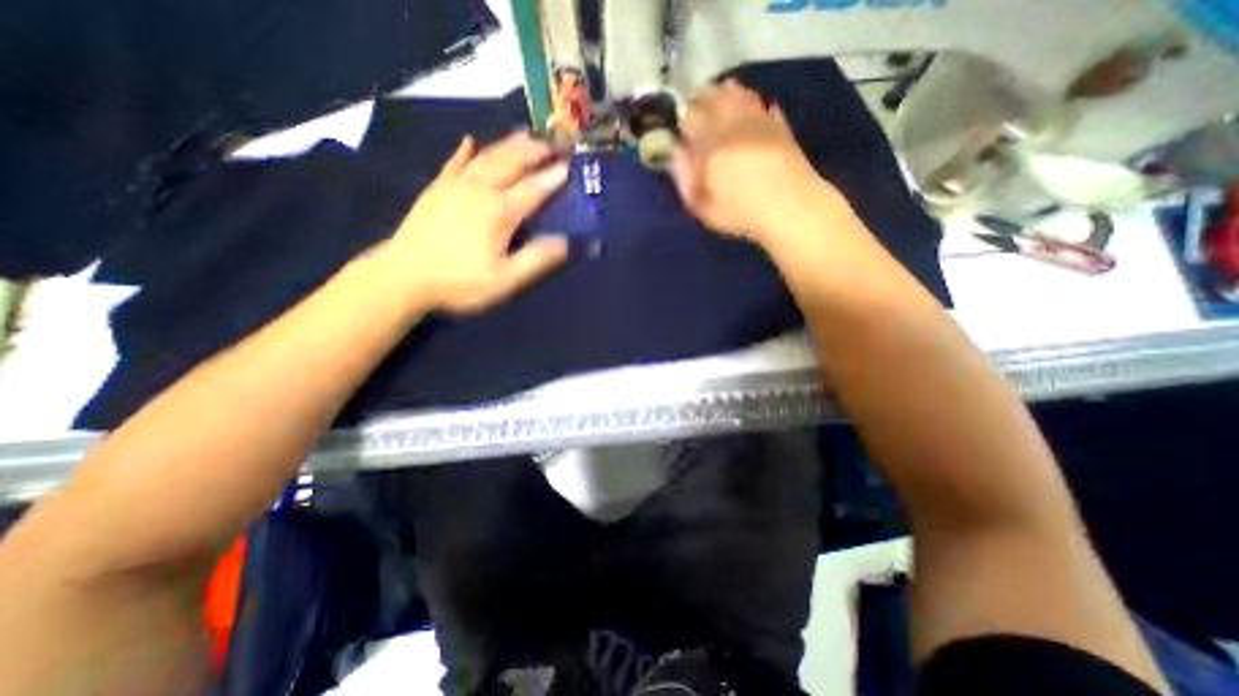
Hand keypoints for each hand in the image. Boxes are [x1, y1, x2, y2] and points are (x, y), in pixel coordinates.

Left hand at [385, 127, 571, 313]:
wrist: (402, 277)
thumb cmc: (459, 282)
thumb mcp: (505, 280)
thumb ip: (537, 259)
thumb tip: (568, 242)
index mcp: (499, 211)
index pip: (534, 188)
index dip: (554, 176)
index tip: (571, 163)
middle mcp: (479, 189)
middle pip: (511, 161)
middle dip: (536, 149)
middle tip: (554, 142)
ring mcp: (454, 185)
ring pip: (487, 155)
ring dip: (509, 143)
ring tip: (527, 135)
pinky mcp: (436, 188)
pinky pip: (454, 162)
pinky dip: (466, 150)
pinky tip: (470, 141)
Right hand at [673, 80, 848, 245]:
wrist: (790, 207)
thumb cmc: (741, 212)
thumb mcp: (703, 206)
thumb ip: (685, 178)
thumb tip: (675, 153)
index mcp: (711, 143)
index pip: (689, 116)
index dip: (681, 119)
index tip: (680, 129)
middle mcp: (733, 123)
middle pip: (713, 96)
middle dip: (701, 102)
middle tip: (696, 114)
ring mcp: (759, 119)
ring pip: (738, 93)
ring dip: (724, 96)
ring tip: (719, 108)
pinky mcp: (779, 124)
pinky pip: (761, 104)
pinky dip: (751, 104)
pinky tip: (748, 115)